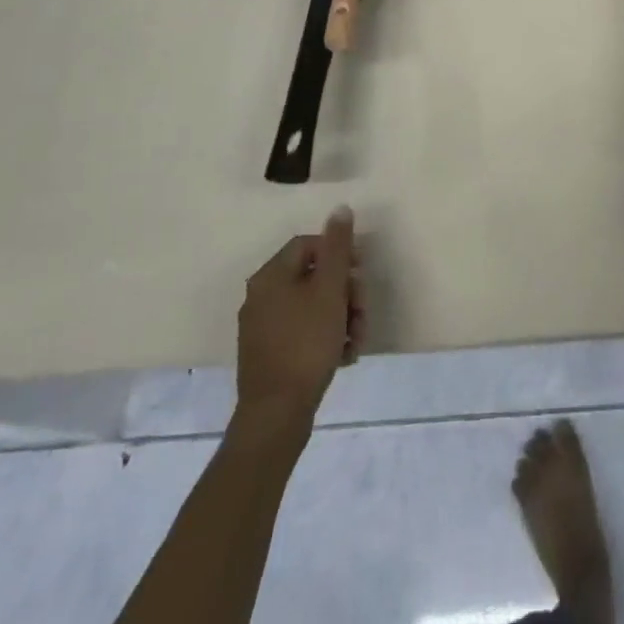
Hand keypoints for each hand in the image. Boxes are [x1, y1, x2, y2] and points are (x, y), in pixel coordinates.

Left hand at [234, 207, 364, 424]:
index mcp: (270, 277)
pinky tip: (345, 355)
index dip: (339, 253)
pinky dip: (327, 338)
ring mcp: (263, 329)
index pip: (308, 245)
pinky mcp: (270, 356)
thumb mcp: (329, 290)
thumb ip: (338, 247)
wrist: (276, 415)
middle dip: (345, 292)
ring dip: (342, 317)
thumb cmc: (305, 344)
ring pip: (312, 307)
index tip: (360, 271)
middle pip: (312, 277)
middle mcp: (261, 297)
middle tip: (363, 311)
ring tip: (358, 339)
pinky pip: (304, 332)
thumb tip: (340, 208)